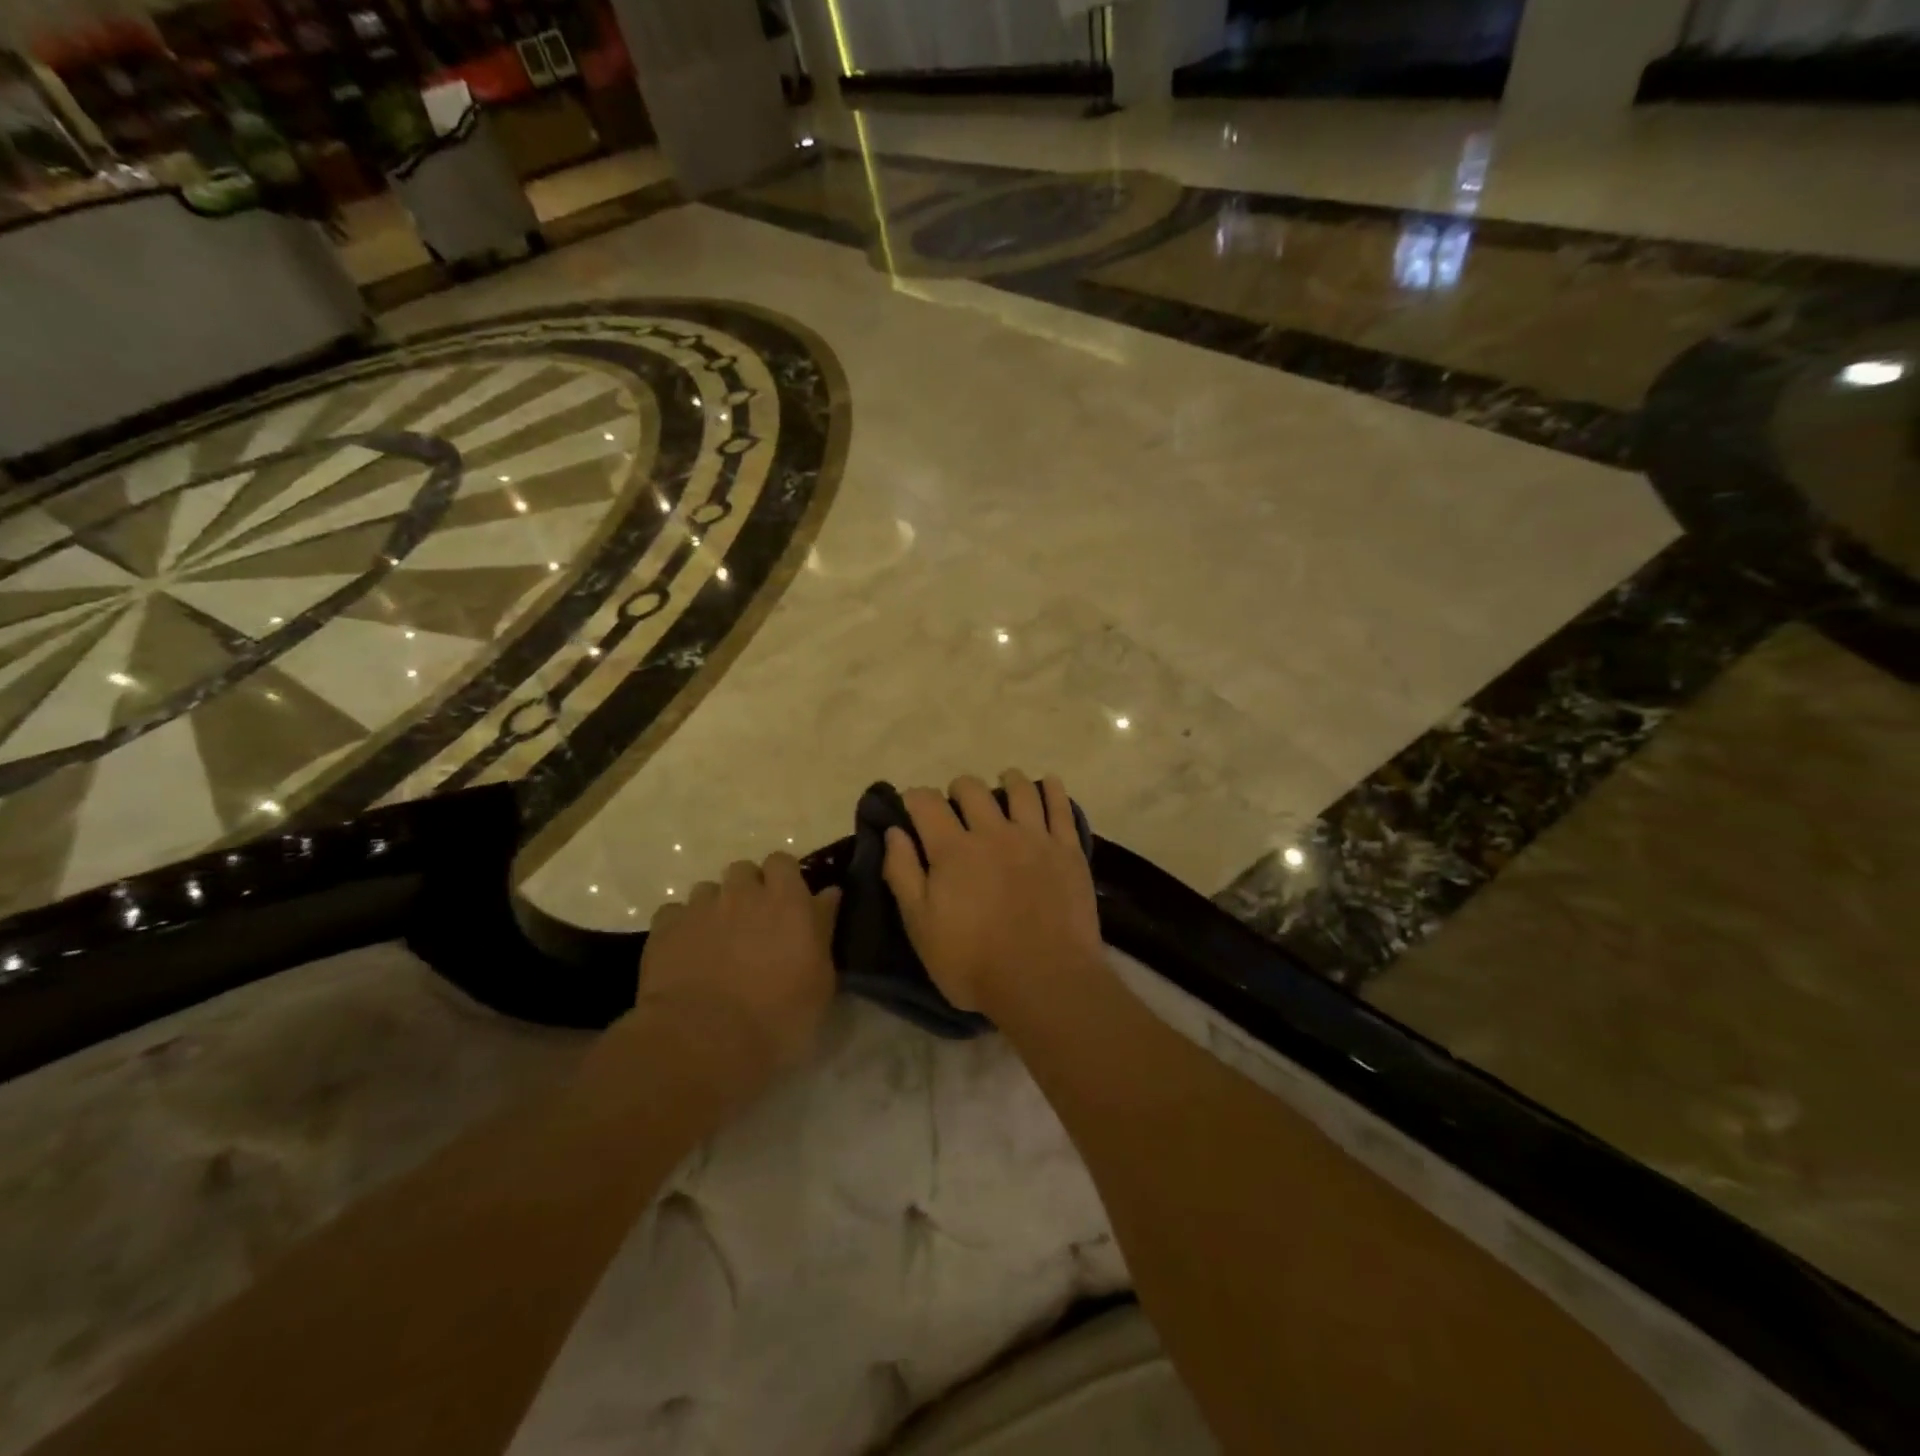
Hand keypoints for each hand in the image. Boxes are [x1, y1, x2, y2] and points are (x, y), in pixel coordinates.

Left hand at [630, 853, 840, 1096]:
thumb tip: (828, 894)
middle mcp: (742, 892)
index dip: (783, 879)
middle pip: (743, 870)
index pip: (783, 862)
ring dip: (715, 908)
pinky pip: (674, 914)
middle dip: (748, 889)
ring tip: (717, 942)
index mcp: (786, 900)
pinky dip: (682, 928)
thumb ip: (823, 928)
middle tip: (754, 924)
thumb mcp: (820, 980)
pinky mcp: (665, 929)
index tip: (787, 904)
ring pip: (707, 890)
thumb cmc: (778, 1016)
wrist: (703, 1041)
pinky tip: (686, 954)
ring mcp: (700, 908)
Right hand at [882, 771, 1103, 1014]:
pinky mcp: (1068, 850)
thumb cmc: (973, 962)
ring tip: (1004, 783)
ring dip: (1007, 780)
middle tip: (957, 805)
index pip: (927, 803)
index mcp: (953, 850)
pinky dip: (1053, 789)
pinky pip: (1061, 807)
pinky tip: (1049, 784)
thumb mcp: (921, 926)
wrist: (1044, 981)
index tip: (912, 805)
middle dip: (958, 790)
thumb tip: (894, 831)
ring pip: (1020, 789)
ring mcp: (1034, 838)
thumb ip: (904, 873)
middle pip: (972, 789)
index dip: (915, 798)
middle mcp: (993, 832)